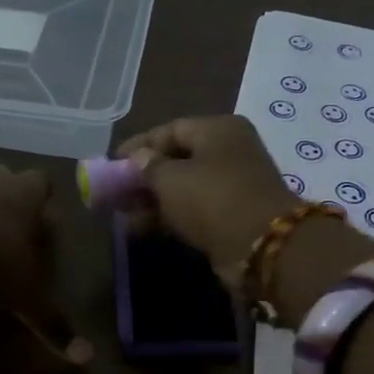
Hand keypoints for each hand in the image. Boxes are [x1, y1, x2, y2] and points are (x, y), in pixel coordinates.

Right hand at [116, 115, 301, 288]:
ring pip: (185, 186)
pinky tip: (143, 228)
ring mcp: (235, 182)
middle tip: (115, 193)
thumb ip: (147, 167)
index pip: (169, 130)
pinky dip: (170, 215)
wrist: (262, 245)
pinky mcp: (235, 213)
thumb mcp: (170, 178)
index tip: (111, 163)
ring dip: (153, 200)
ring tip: (123, 215)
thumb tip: (139, 161)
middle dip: (143, 177)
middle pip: (177, 158)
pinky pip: (195, 208)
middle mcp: (229, 149)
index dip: (137, 146)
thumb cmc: (212, 198)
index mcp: (217, 129)